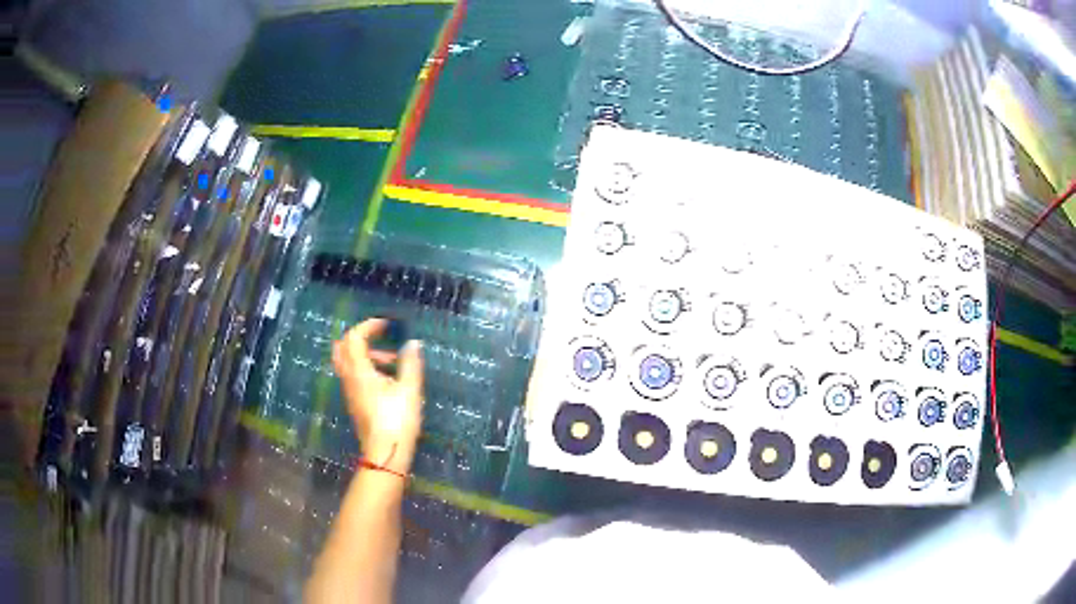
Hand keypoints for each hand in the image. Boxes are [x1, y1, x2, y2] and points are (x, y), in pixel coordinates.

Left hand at [332, 318, 423, 474]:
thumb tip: (413, 343)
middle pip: (343, 348)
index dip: (369, 326)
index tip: (387, 325)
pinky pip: (353, 376)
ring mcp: (349, 392)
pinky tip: (387, 381)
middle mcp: (349, 378)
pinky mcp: (354, 403)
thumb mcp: (409, 390)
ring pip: (347, 362)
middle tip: (381, 338)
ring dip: (366, 355)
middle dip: (360, 337)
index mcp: (360, 371)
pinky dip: (366, 368)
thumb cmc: (397, 421)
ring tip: (393, 363)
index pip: (354, 338)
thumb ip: (410, 364)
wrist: (385, 454)